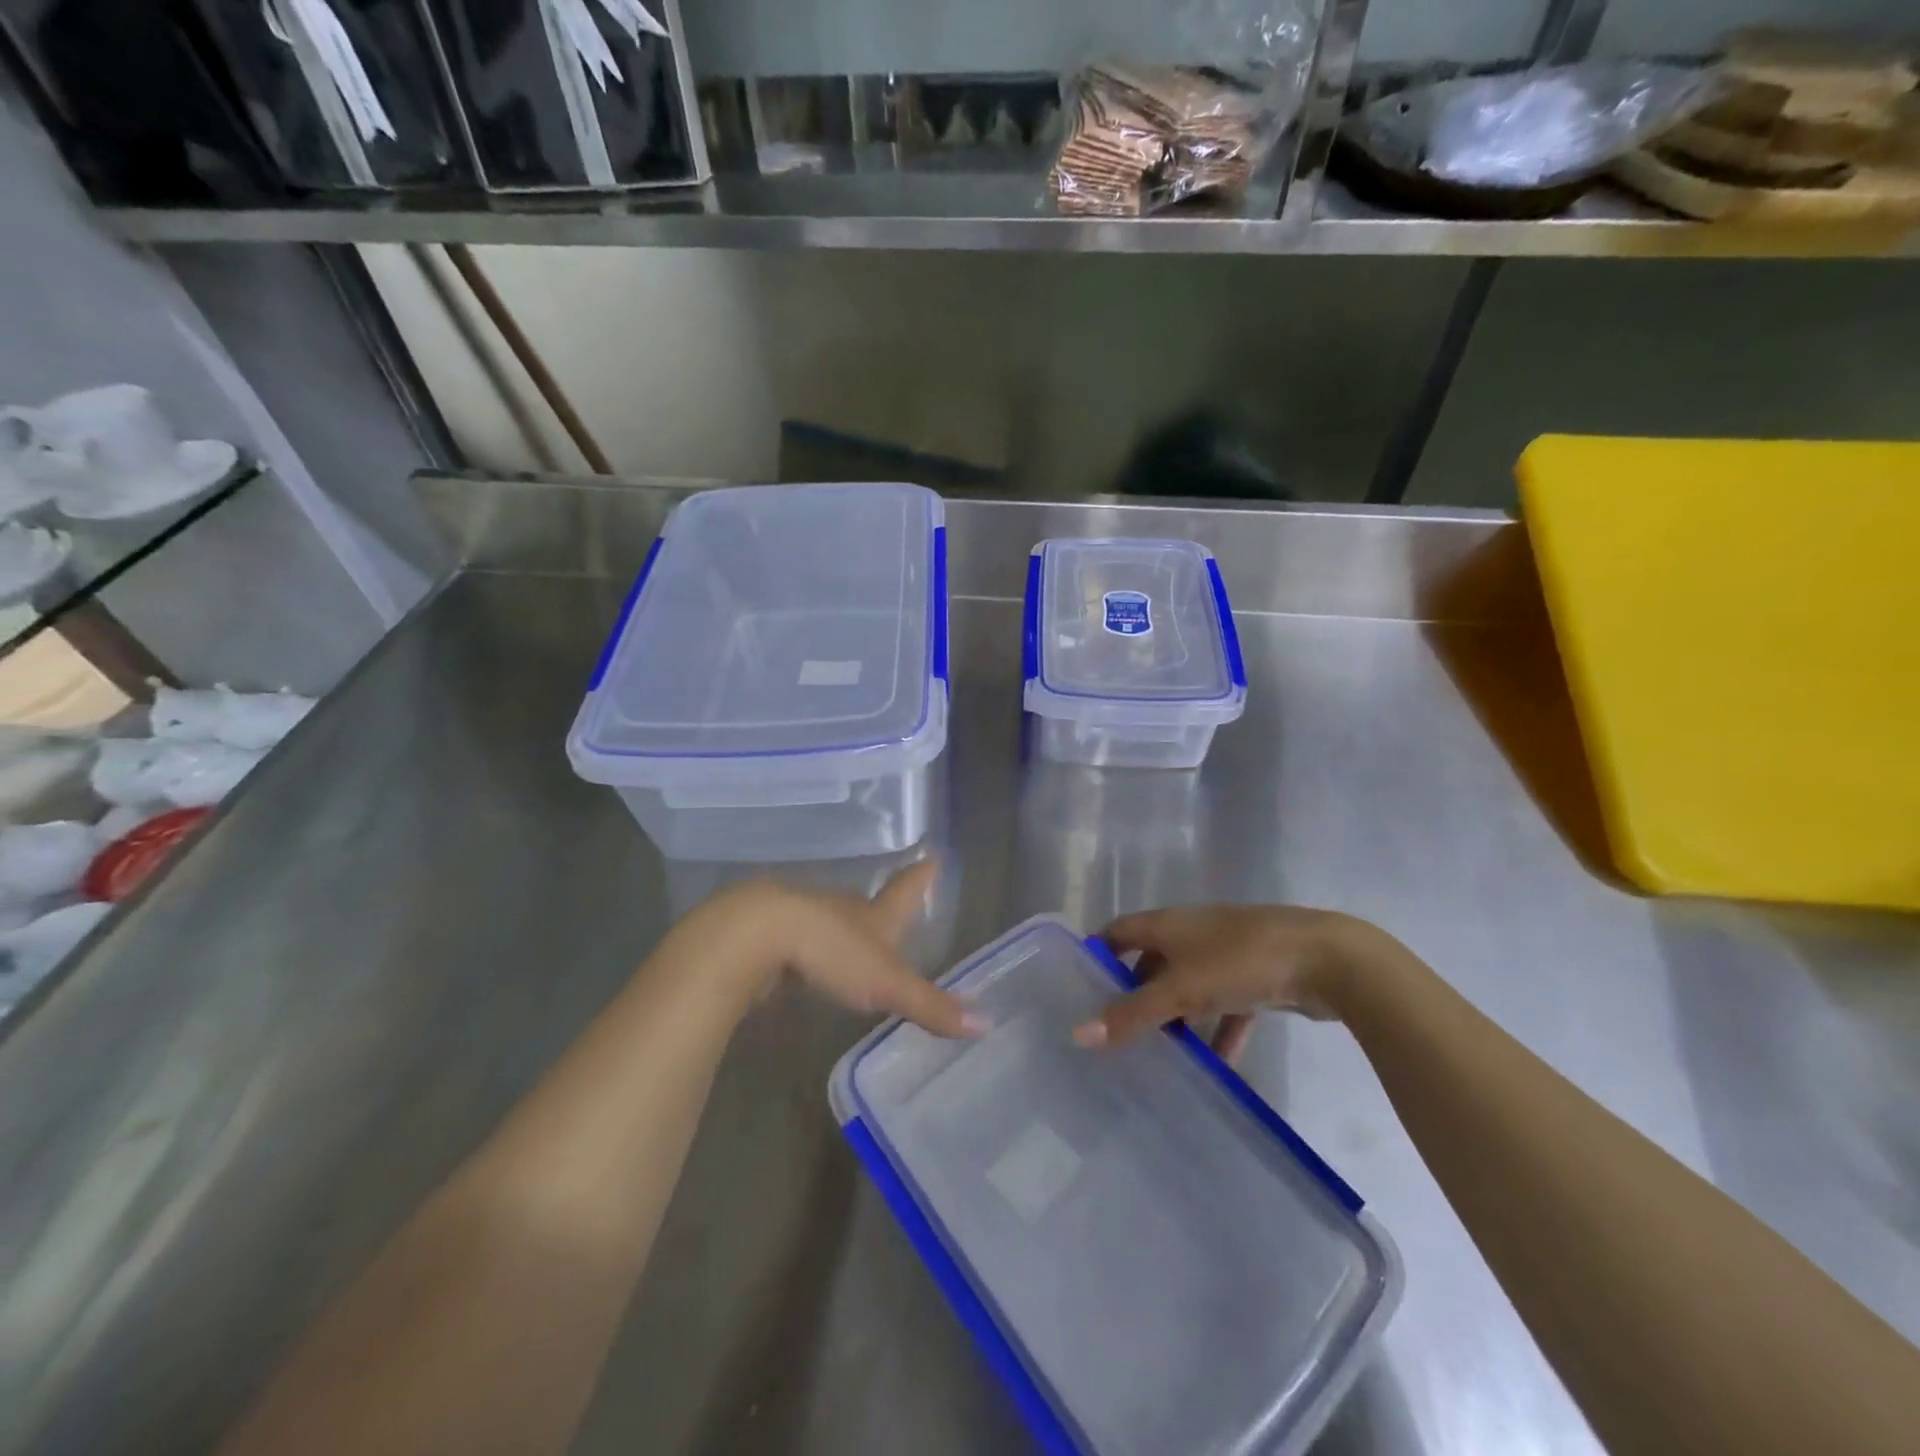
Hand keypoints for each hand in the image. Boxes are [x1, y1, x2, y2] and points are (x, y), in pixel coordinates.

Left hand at [666, 862, 982, 1039]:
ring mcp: (805, 921)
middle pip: (868, 905)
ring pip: (832, 923)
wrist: (754, 937)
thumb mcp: (887, 984)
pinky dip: (810, 954)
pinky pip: (801, 945)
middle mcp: (842, 910)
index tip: (932, 855)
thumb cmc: (832, 950)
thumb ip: (931, 1006)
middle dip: (882, 908)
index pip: (905, 891)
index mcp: (874, 915)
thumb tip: (986, 1025)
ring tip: (855, 944)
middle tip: (894, 910)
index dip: (921, 877)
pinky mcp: (773, 939)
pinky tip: (809, 969)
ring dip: (845, 931)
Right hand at [1073, 904, 1399, 1058]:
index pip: (1119, 932)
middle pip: (1152, 961)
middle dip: (1135, 993)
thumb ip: (1132, 1014)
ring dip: (1176, 1016)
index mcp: (1168, 924)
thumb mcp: (1180, 989)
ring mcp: (1226, 953)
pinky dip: (1219, 1031)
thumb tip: (1078, 1034)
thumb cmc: (1239, 961)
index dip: (1098, 954)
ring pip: (1189, 986)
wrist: (1325, 959)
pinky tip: (1217, 1065)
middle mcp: (1192, 932)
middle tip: (1116, 1030)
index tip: (1078, 989)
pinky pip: (1226, 1006)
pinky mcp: (1256, 976)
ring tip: (1159, 1053)